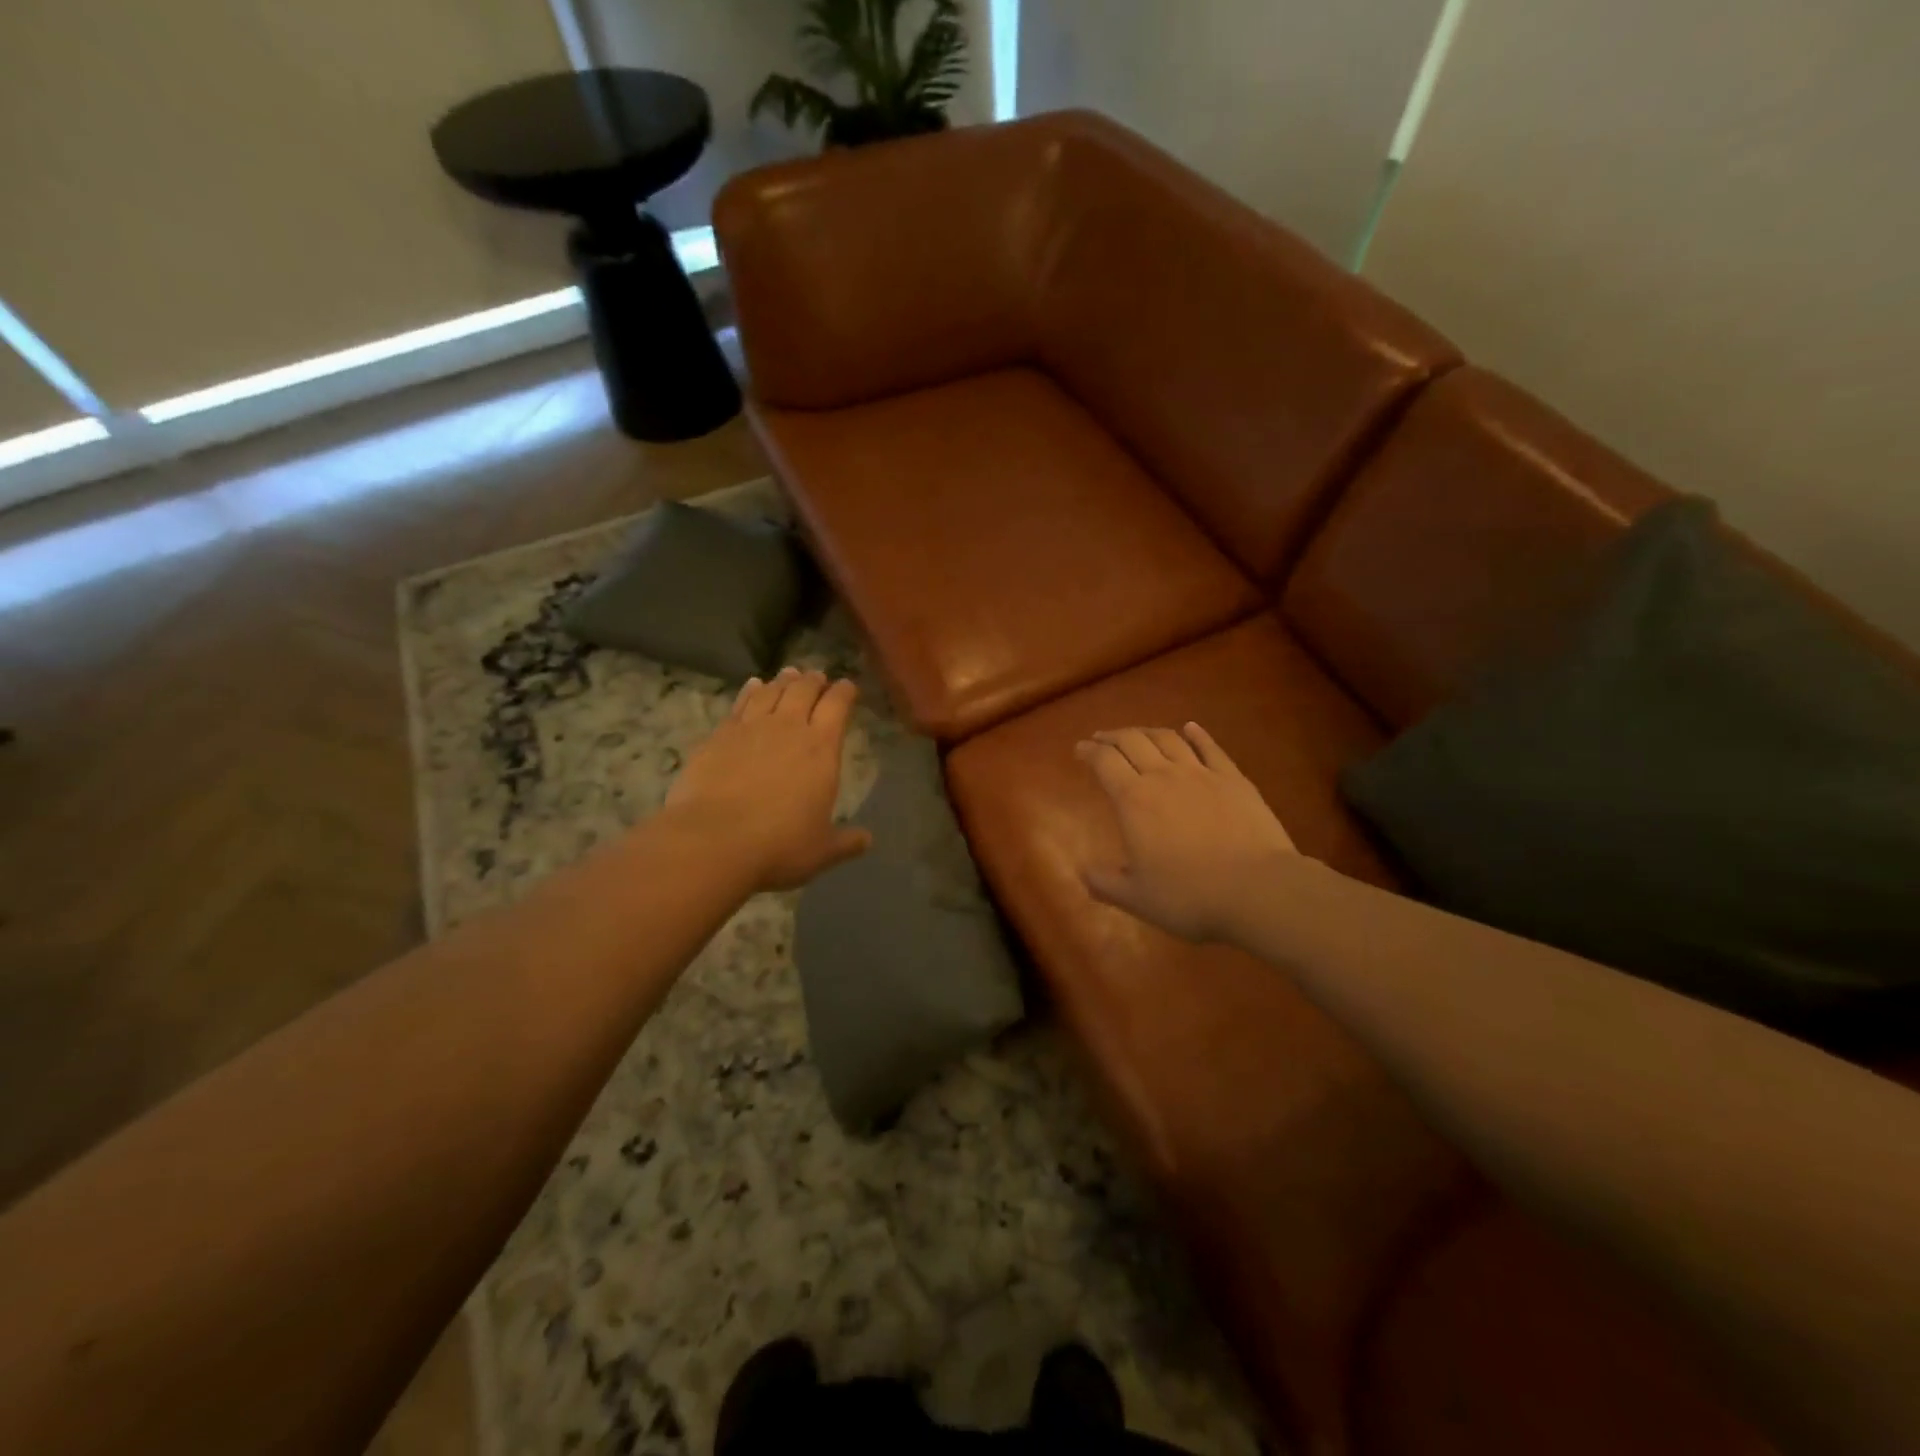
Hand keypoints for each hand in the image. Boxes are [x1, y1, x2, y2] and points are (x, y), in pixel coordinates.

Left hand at [666, 668, 871, 891]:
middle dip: (814, 680)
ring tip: (789, 674)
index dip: (844, 692)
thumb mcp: (822, 850)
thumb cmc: (778, 845)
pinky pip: (740, 704)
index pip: (837, 706)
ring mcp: (751, 728)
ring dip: (783, 680)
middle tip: (818, 676)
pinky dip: (750, 691)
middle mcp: (788, 728)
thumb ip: (846, 841)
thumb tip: (867, 840)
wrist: (713, 841)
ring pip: (771, 691)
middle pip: (804, 690)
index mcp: (821, 749)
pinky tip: (752, 686)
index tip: (848, 686)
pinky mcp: (719, 736)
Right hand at [1075, 723, 1297, 943]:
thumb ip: (1105, 883)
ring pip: (1168, 739)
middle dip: (1112, 737)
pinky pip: (1210, 748)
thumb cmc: (1190, 895)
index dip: (1088, 752)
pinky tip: (1190, 728)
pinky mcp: (1233, 779)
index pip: (1104, 762)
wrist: (1258, 888)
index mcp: (1133, 800)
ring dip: (1146, 731)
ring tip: (1137, 734)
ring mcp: (1201, 773)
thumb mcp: (1137, 898)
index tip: (1079, 750)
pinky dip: (1196, 734)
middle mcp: (1163, 776)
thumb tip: (1083, 871)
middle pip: (1132, 742)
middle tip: (1101, 739)